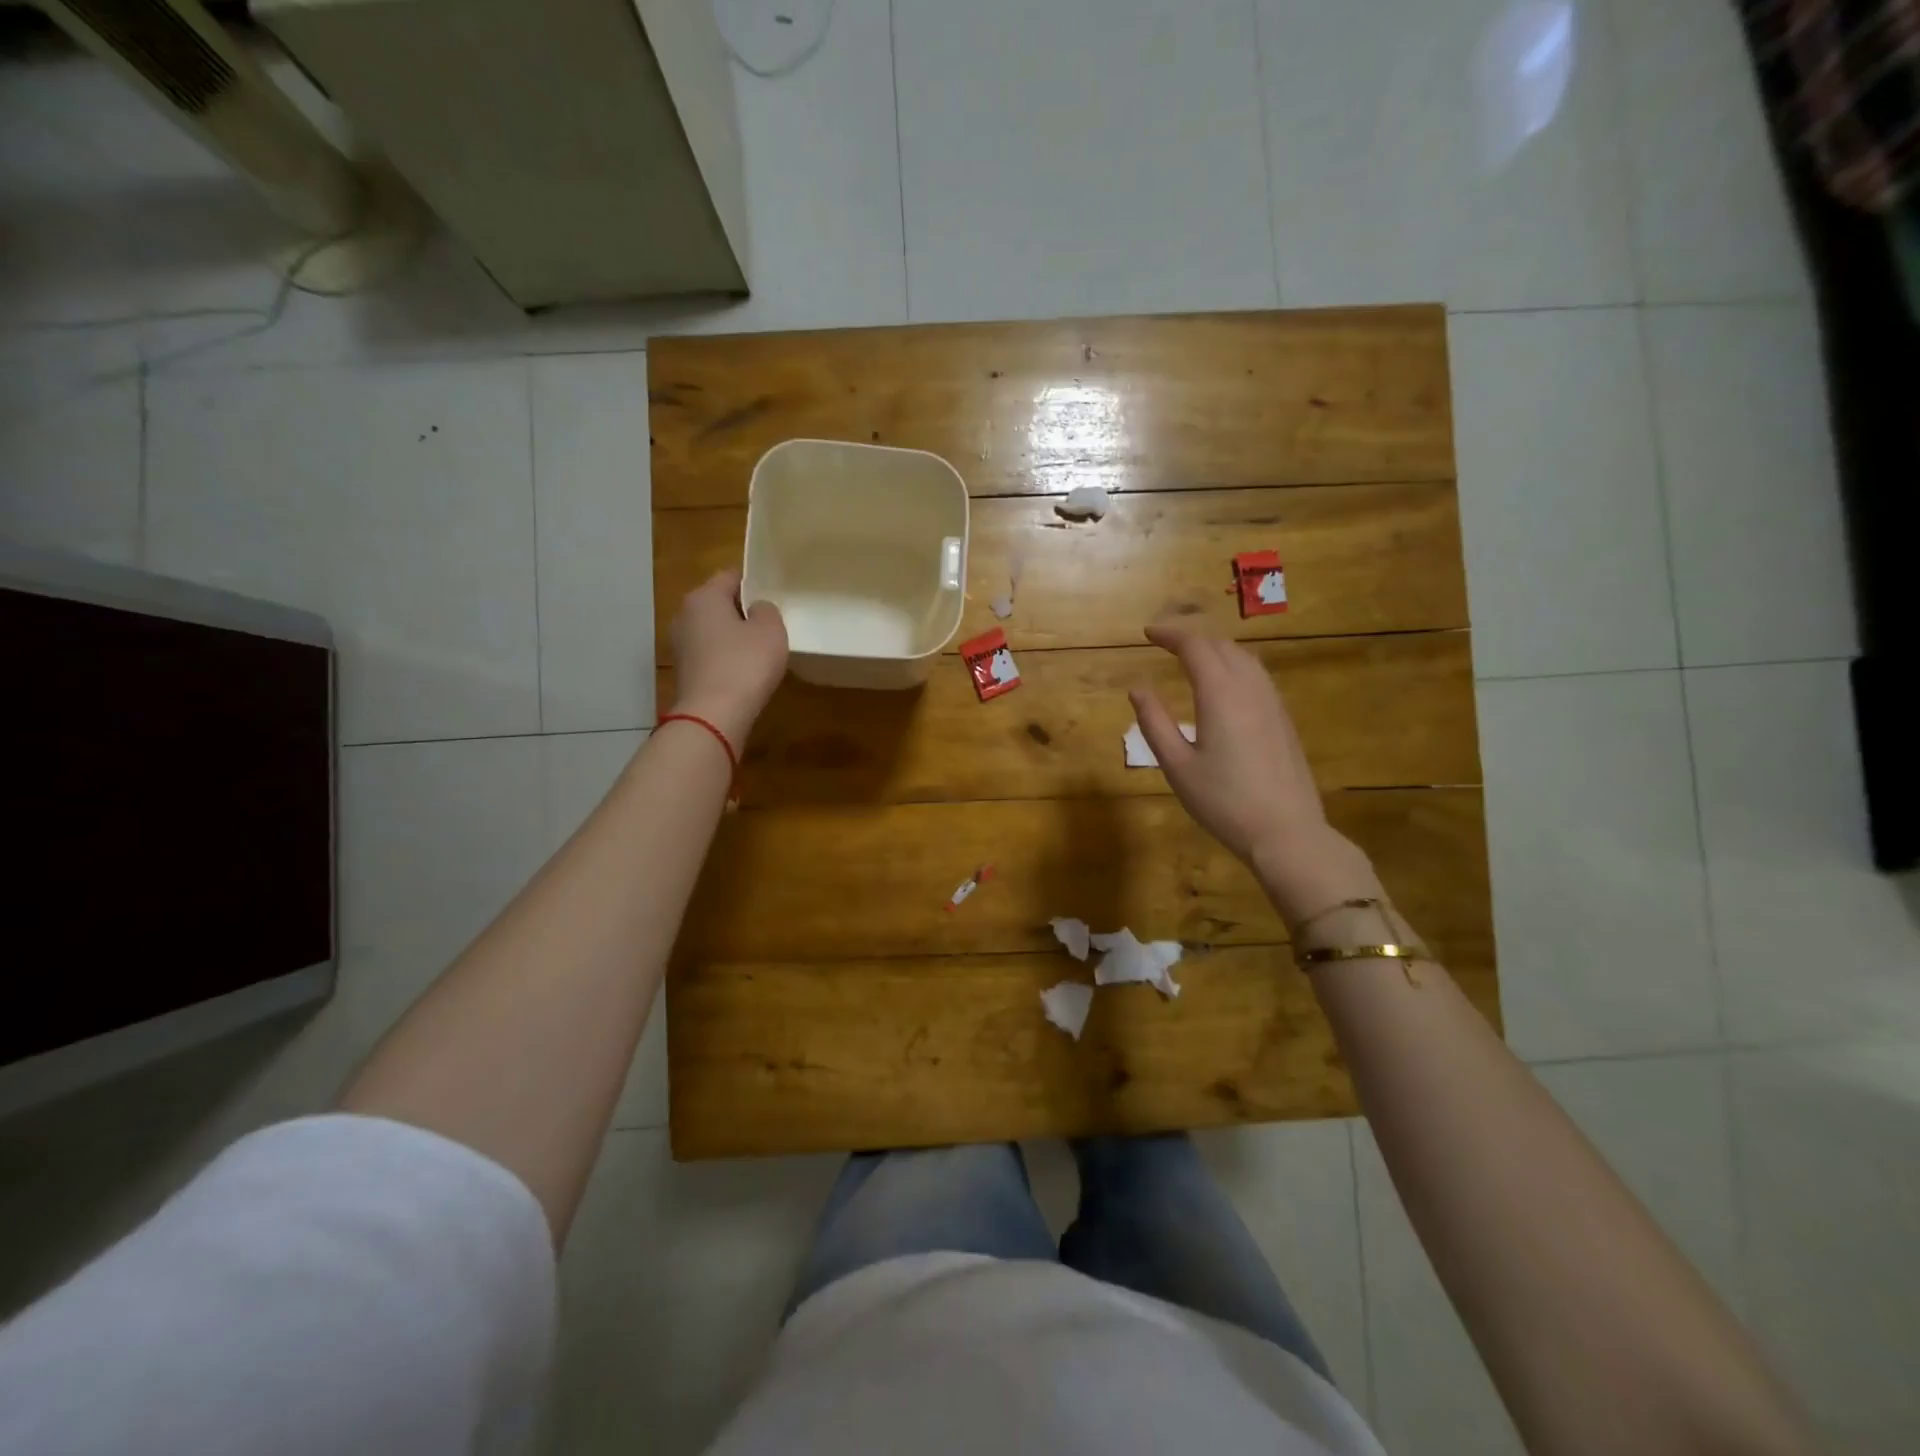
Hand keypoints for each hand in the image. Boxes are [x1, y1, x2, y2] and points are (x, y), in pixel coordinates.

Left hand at [667, 569, 787, 750]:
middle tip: (770, 624)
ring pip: (713, 631)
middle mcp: (684, 615)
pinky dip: (725, 659)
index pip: (731, 576)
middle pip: (718, 604)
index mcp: (704, 597)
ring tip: (760, 651)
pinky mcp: (684, 672)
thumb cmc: (745, 664)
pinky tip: (744, 673)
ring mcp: (680, 645)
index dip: (754, 582)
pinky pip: (710, 655)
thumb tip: (756, 609)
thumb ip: (767, 610)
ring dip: (733, 637)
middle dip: (742, 611)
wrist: (713, 715)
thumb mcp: (771, 630)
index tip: (774, 596)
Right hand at [1130, 622, 1378, 925]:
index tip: (1147, 633)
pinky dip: (1234, 665)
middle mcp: (1250, 688)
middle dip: (1191, 637)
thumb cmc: (1223, 802)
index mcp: (1220, 694)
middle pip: (1221, 645)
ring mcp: (1272, 703)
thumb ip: (1154, 723)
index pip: (1195, 646)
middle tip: (1165, 642)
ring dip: (1215, 649)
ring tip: (1192, 657)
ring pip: (1244, 658)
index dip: (1170, 634)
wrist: (1286, 832)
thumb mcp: (1177, 766)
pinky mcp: (1283, 719)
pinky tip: (1225, 684)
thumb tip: (1137, 689)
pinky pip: (1257, 676)